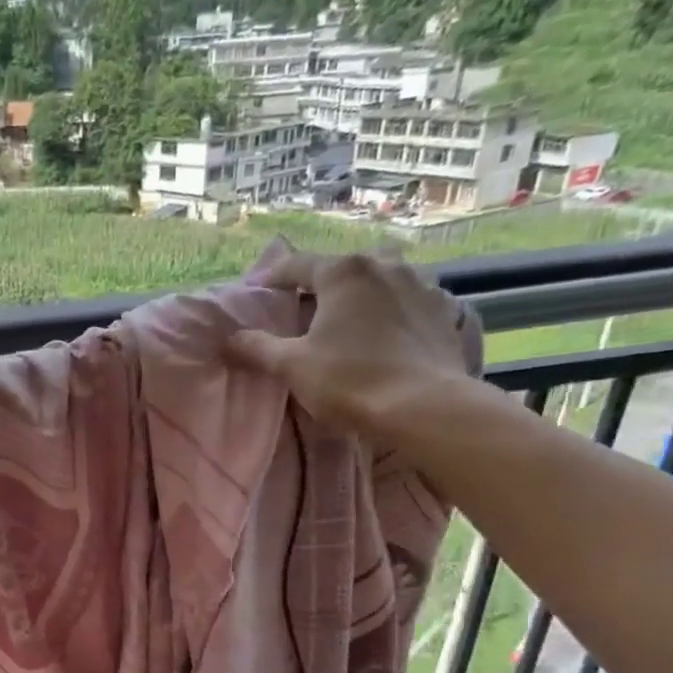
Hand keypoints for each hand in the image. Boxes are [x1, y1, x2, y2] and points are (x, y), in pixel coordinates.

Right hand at [225, 248, 478, 436]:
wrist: (425, 407)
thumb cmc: (350, 380)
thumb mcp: (292, 366)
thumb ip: (257, 347)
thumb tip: (229, 338)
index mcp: (344, 272)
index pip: (297, 265)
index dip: (273, 278)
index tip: (257, 292)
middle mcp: (384, 266)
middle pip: (344, 266)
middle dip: (323, 281)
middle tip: (307, 305)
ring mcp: (421, 285)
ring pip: (382, 278)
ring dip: (363, 291)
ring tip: (350, 317)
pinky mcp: (444, 312)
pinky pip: (410, 300)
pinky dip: (394, 310)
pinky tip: (388, 332)